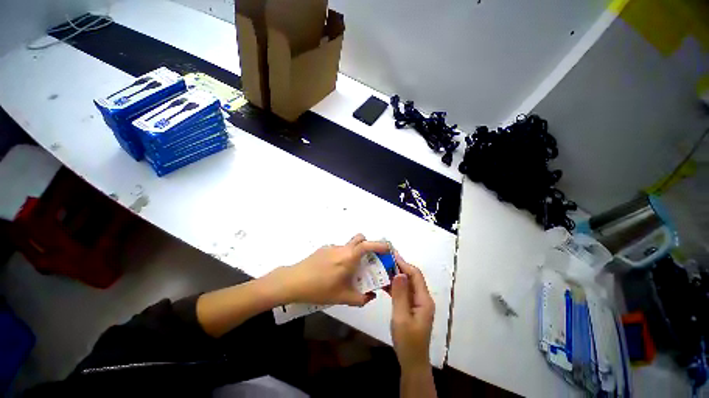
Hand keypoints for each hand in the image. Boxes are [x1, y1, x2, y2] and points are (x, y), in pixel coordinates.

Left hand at [269, 234, 388, 306]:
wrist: (294, 281)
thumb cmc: (320, 289)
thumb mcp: (343, 297)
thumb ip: (361, 298)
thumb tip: (371, 296)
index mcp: (349, 257)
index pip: (369, 244)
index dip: (380, 244)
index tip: (388, 249)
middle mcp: (342, 248)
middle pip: (360, 238)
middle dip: (368, 244)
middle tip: (370, 259)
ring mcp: (332, 247)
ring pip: (349, 245)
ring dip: (355, 252)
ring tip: (351, 270)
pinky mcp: (323, 249)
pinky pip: (338, 249)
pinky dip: (343, 256)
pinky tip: (334, 270)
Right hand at [390, 252, 434, 370]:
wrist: (412, 361)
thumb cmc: (408, 341)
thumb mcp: (401, 317)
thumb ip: (400, 295)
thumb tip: (399, 273)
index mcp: (424, 299)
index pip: (415, 275)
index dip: (404, 264)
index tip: (391, 255)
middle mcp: (422, 298)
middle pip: (412, 277)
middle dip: (399, 267)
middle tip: (385, 259)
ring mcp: (417, 303)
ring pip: (407, 284)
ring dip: (396, 276)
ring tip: (383, 268)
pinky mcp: (411, 307)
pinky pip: (403, 292)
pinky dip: (395, 286)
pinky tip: (384, 283)